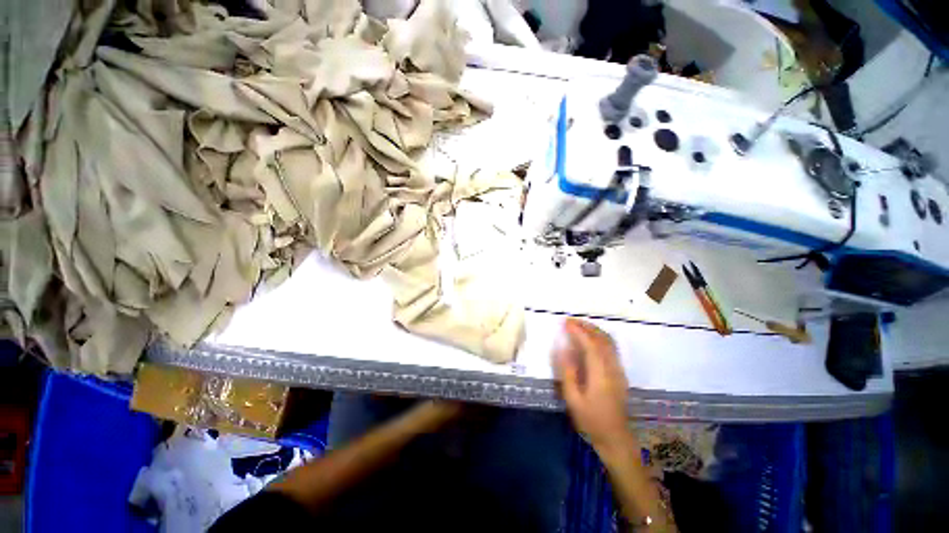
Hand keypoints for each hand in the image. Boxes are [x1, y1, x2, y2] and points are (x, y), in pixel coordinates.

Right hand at [553, 318, 632, 454]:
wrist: (615, 438)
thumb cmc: (591, 420)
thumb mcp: (573, 399)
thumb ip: (567, 372)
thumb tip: (563, 349)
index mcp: (600, 375)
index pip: (590, 345)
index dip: (578, 331)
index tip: (566, 322)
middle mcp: (612, 368)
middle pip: (602, 339)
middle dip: (586, 326)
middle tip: (570, 320)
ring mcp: (619, 370)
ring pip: (609, 342)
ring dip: (594, 330)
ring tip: (579, 325)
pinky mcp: (620, 373)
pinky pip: (612, 348)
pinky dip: (600, 337)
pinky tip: (591, 338)